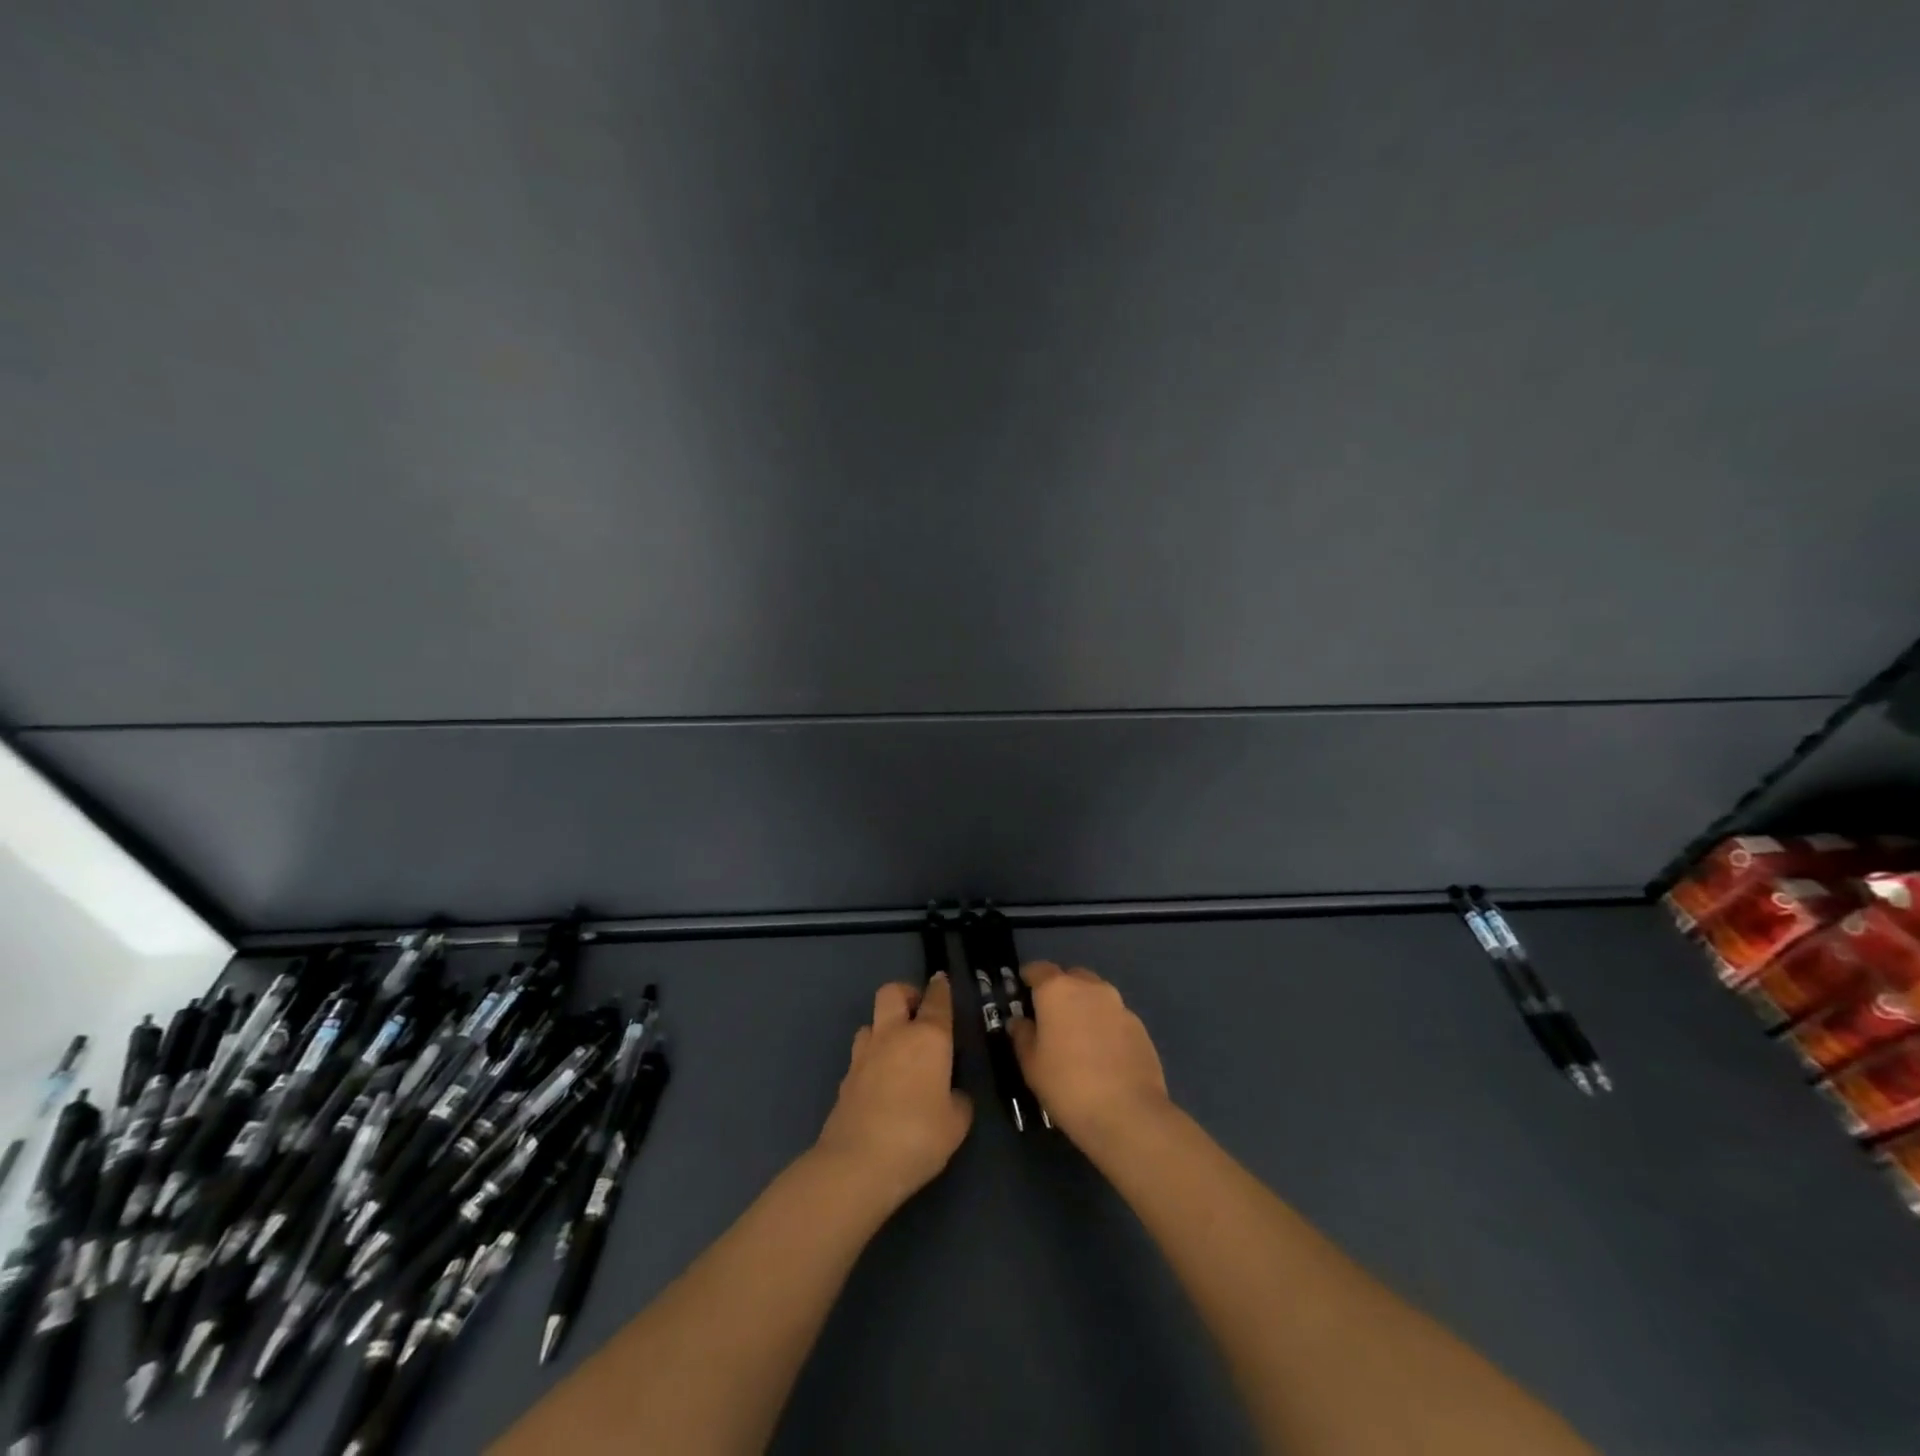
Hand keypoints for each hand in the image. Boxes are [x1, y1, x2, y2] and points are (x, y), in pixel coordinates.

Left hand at [814, 974, 972, 1209]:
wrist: (857, 1163)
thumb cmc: (918, 1137)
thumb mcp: (956, 1124)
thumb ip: (958, 1101)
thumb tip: (951, 1094)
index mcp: (928, 1038)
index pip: (937, 1000)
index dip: (941, 988)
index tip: (942, 980)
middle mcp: (894, 1035)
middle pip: (893, 992)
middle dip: (906, 994)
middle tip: (918, 1012)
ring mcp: (864, 1054)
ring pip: (871, 1021)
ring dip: (885, 1027)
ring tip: (898, 1050)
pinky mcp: (846, 1077)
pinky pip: (861, 1054)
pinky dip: (873, 1059)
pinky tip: (882, 1082)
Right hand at [1010, 962, 1170, 1147]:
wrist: (1128, 1114)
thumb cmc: (1067, 1085)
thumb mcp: (1031, 1064)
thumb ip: (1022, 1035)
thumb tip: (1020, 1021)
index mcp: (1057, 990)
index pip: (1038, 969)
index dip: (1029, 978)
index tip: (1022, 993)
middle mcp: (1090, 987)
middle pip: (1071, 977)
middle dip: (1060, 991)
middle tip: (1051, 1019)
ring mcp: (1119, 1005)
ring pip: (1095, 995)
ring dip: (1084, 1007)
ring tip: (1078, 1038)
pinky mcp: (1139, 1026)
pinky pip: (1114, 1017)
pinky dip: (1104, 1026)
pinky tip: (1102, 1055)